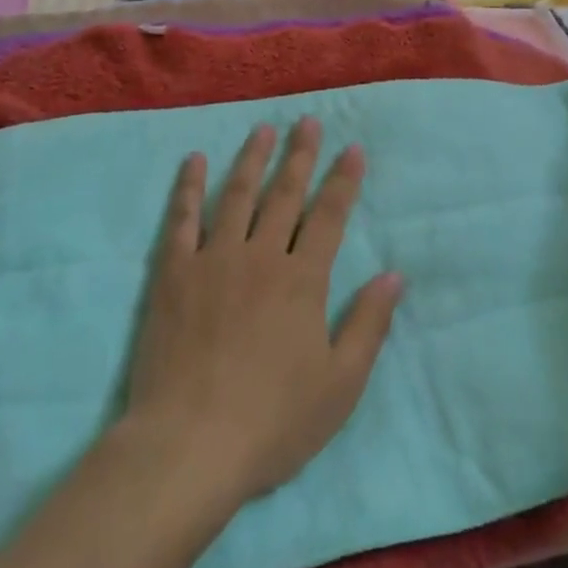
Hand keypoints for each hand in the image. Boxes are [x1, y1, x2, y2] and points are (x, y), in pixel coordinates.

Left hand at [124, 118, 402, 502]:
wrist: (189, 445)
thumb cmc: (272, 422)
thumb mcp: (340, 385)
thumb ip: (368, 325)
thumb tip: (393, 274)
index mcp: (302, 280)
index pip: (329, 216)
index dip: (343, 180)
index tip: (352, 148)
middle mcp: (261, 256)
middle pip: (285, 195)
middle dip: (300, 156)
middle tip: (308, 122)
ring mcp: (214, 259)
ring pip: (237, 195)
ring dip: (252, 159)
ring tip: (262, 129)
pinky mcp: (173, 273)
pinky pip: (182, 220)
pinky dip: (188, 188)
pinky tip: (193, 161)